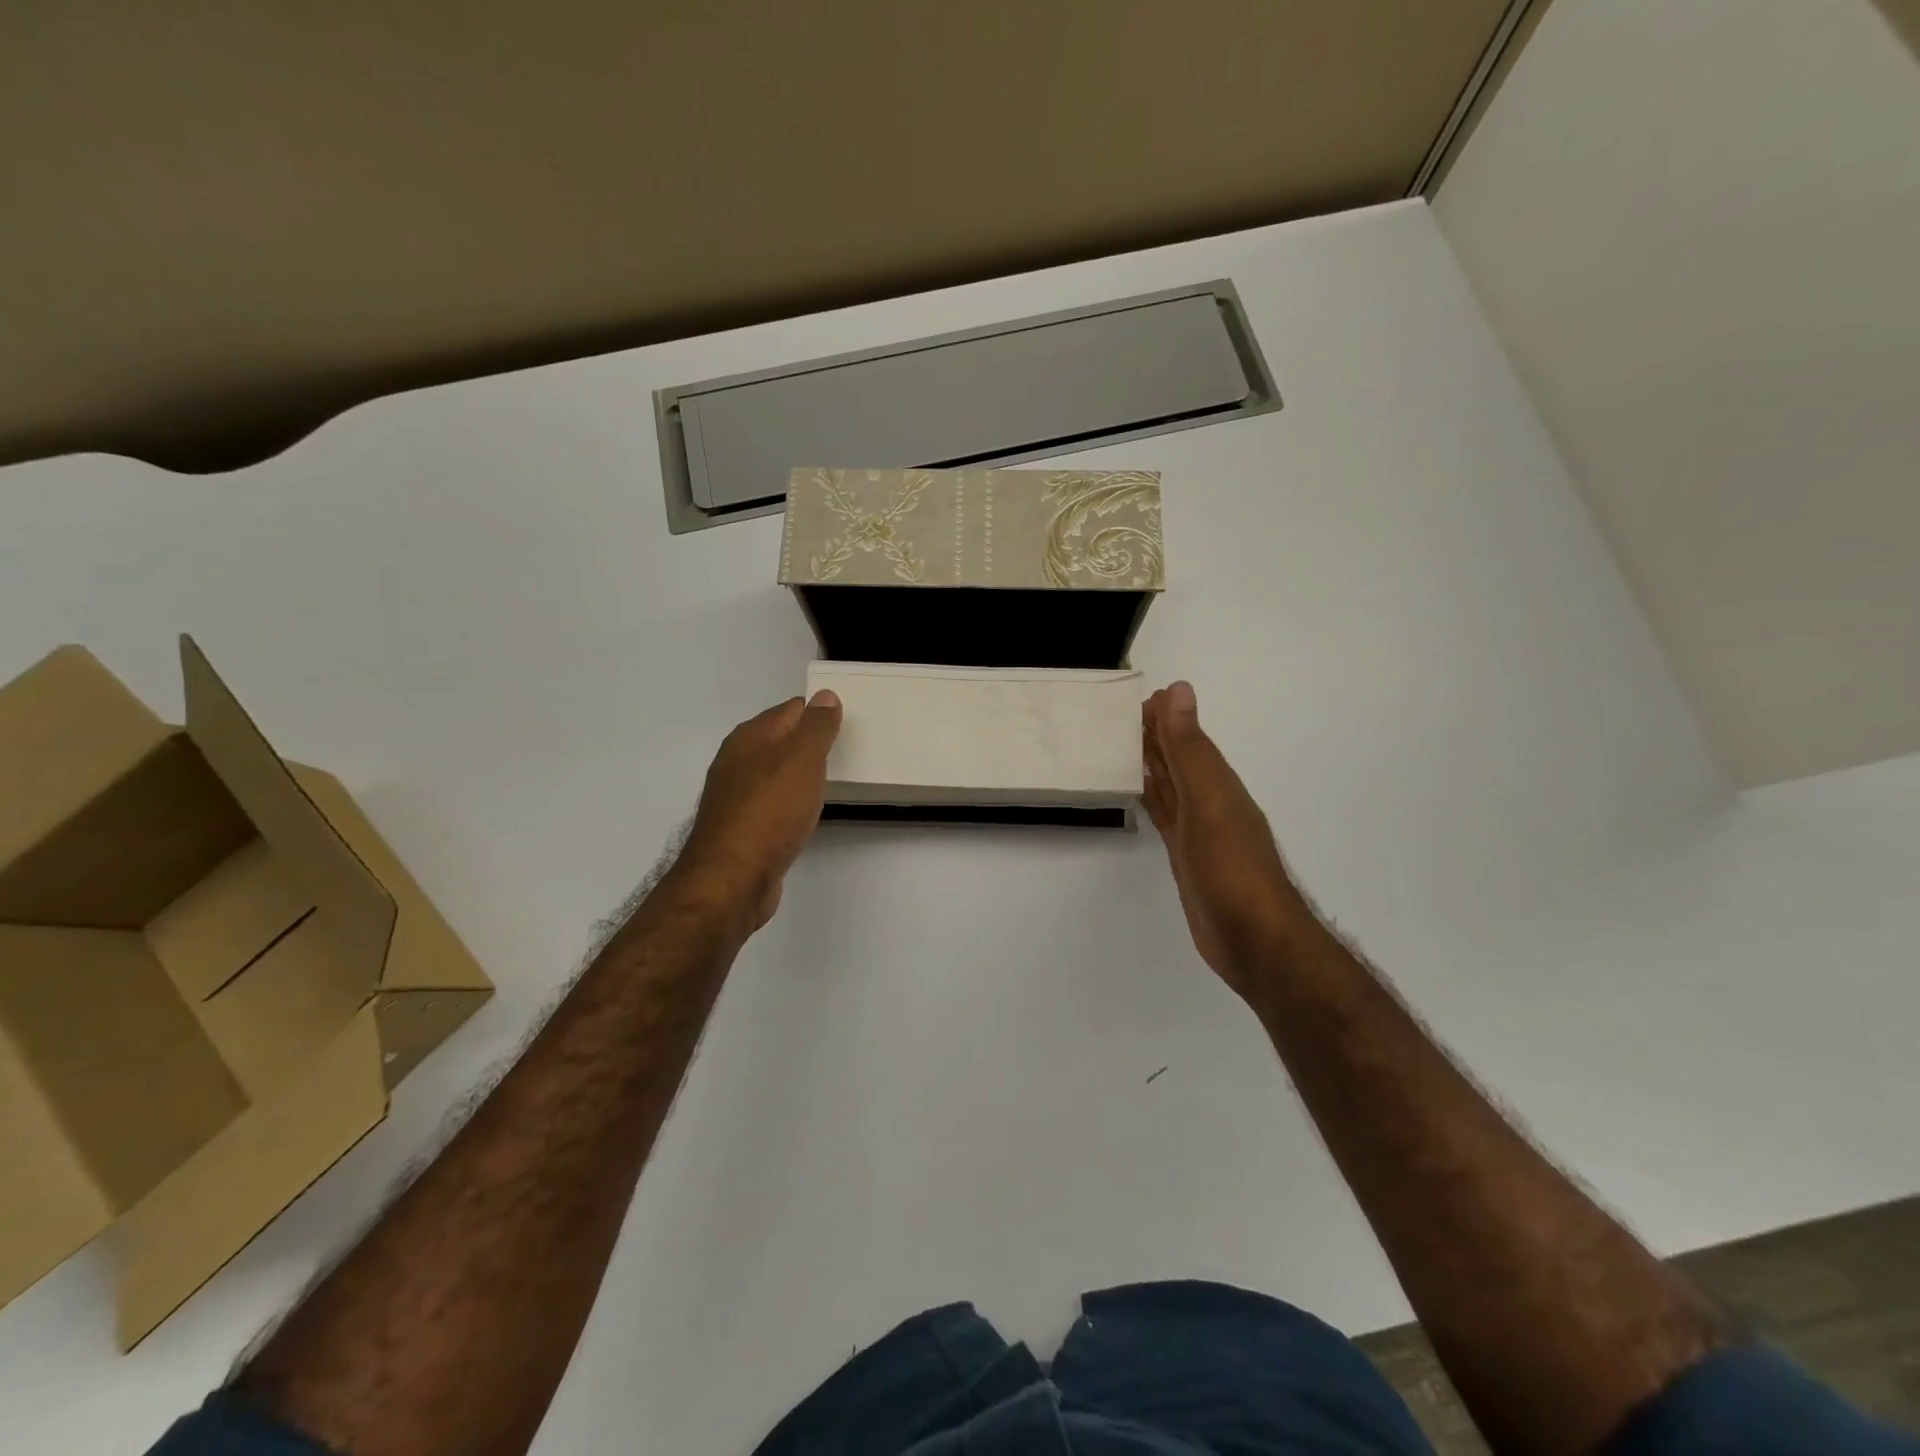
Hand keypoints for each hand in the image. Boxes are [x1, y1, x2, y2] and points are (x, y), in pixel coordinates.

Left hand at [677, 691, 842, 930]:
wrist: (732, 878)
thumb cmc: (770, 811)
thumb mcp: (802, 759)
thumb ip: (816, 726)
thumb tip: (825, 695)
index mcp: (749, 737)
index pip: (791, 710)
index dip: (819, 713)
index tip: (847, 724)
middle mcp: (736, 761)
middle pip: (780, 740)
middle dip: (809, 742)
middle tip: (844, 751)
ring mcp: (735, 796)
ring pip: (774, 772)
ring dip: (798, 773)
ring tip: (829, 781)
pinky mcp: (740, 827)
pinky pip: (771, 802)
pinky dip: (789, 801)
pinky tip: (803, 813)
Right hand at [1142, 681, 1307, 999]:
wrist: (1252, 938)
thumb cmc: (1230, 867)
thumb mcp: (1208, 800)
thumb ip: (1189, 749)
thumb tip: (1178, 690)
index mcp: (1218, 782)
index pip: (1188, 738)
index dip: (1165, 716)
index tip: (1135, 697)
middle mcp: (1210, 800)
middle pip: (1179, 759)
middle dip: (1155, 735)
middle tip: (1120, 716)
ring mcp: (1199, 830)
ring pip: (1171, 786)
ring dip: (1151, 764)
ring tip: (1122, 743)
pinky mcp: (1187, 856)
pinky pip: (1165, 815)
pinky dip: (1152, 798)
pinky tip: (1140, 791)